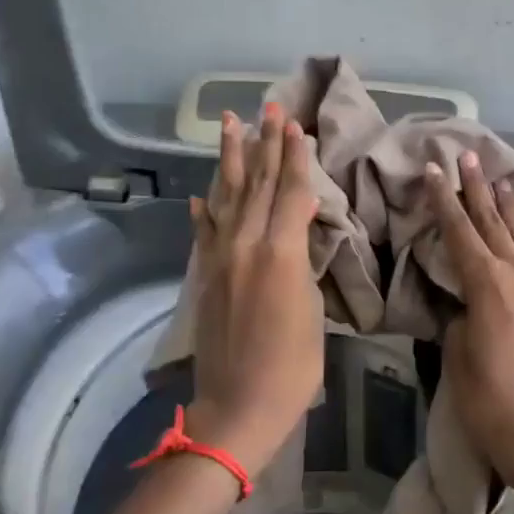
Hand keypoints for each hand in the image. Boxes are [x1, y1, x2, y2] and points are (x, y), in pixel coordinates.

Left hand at [184, 104, 323, 476]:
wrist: (238, 406)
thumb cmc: (293, 366)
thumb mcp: (313, 310)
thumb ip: (303, 264)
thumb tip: (298, 236)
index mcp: (281, 253)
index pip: (292, 192)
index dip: (296, 157)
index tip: (296, 125)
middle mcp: (247, 245)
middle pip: (260, 185)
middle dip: (266, 144)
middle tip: (269, 107)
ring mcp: (220, 259)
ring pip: (228, 198)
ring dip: (232, 160)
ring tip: (231, 125)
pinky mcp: (204, 277)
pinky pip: (204, 233)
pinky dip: (203, 211)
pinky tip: (200, 194)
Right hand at [425, 151, 513, 496]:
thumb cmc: (490, 402)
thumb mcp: (457, 358)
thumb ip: (458, 321)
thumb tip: (463, 307)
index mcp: (487, 286)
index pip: (460, 232)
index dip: (444, 201)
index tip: (433, 171)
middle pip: (493, 224)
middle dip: (477, 190)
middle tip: (468, 157)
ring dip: (507, 208)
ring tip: (500, 181)